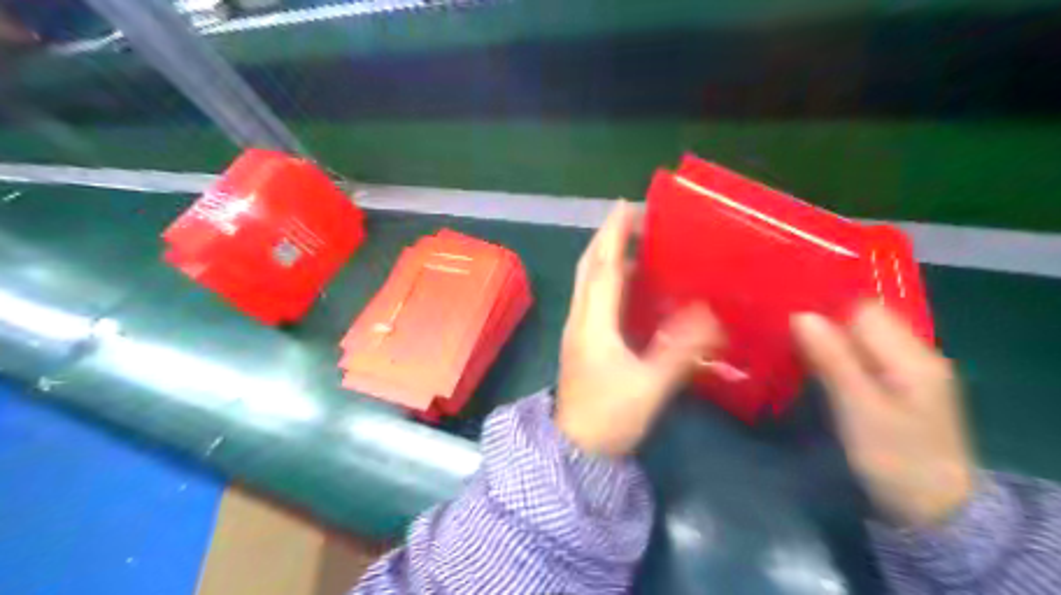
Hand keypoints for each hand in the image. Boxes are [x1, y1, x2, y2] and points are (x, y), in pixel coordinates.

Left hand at [556, 202, 720, 456]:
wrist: (575, 450)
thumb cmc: (609, 418)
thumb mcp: (649, 387)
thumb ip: (679, 351)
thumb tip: (709, 315)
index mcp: (593, 324)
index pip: (603, 267)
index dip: (614, 234)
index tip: (627, 205)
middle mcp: (580, 319)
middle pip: (589, 268)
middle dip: (607, 238)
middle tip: (634, 218)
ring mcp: (577, 330)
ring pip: (588, 282)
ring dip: (607, 257)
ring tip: (636, 244)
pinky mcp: (581, 342)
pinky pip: (593, 298)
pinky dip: (608, 280)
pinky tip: (630, 285)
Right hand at [792, 305, 973, 527]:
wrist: (934, 510)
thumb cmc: (896, 458)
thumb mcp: (859, 408)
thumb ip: (832, 359)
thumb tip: (800, 315)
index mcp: (912, 356)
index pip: (863, 310)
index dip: (826, 311)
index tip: (789, 321)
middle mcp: (915, 355)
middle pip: (864, 321)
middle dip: (825, 324)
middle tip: (785, 335)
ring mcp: (909, 372)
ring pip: (861, 339)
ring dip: (829, 341)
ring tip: (794, 347)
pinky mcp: (899, 388)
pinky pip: (864, 357)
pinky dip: (839, 357)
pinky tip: (817, 367)